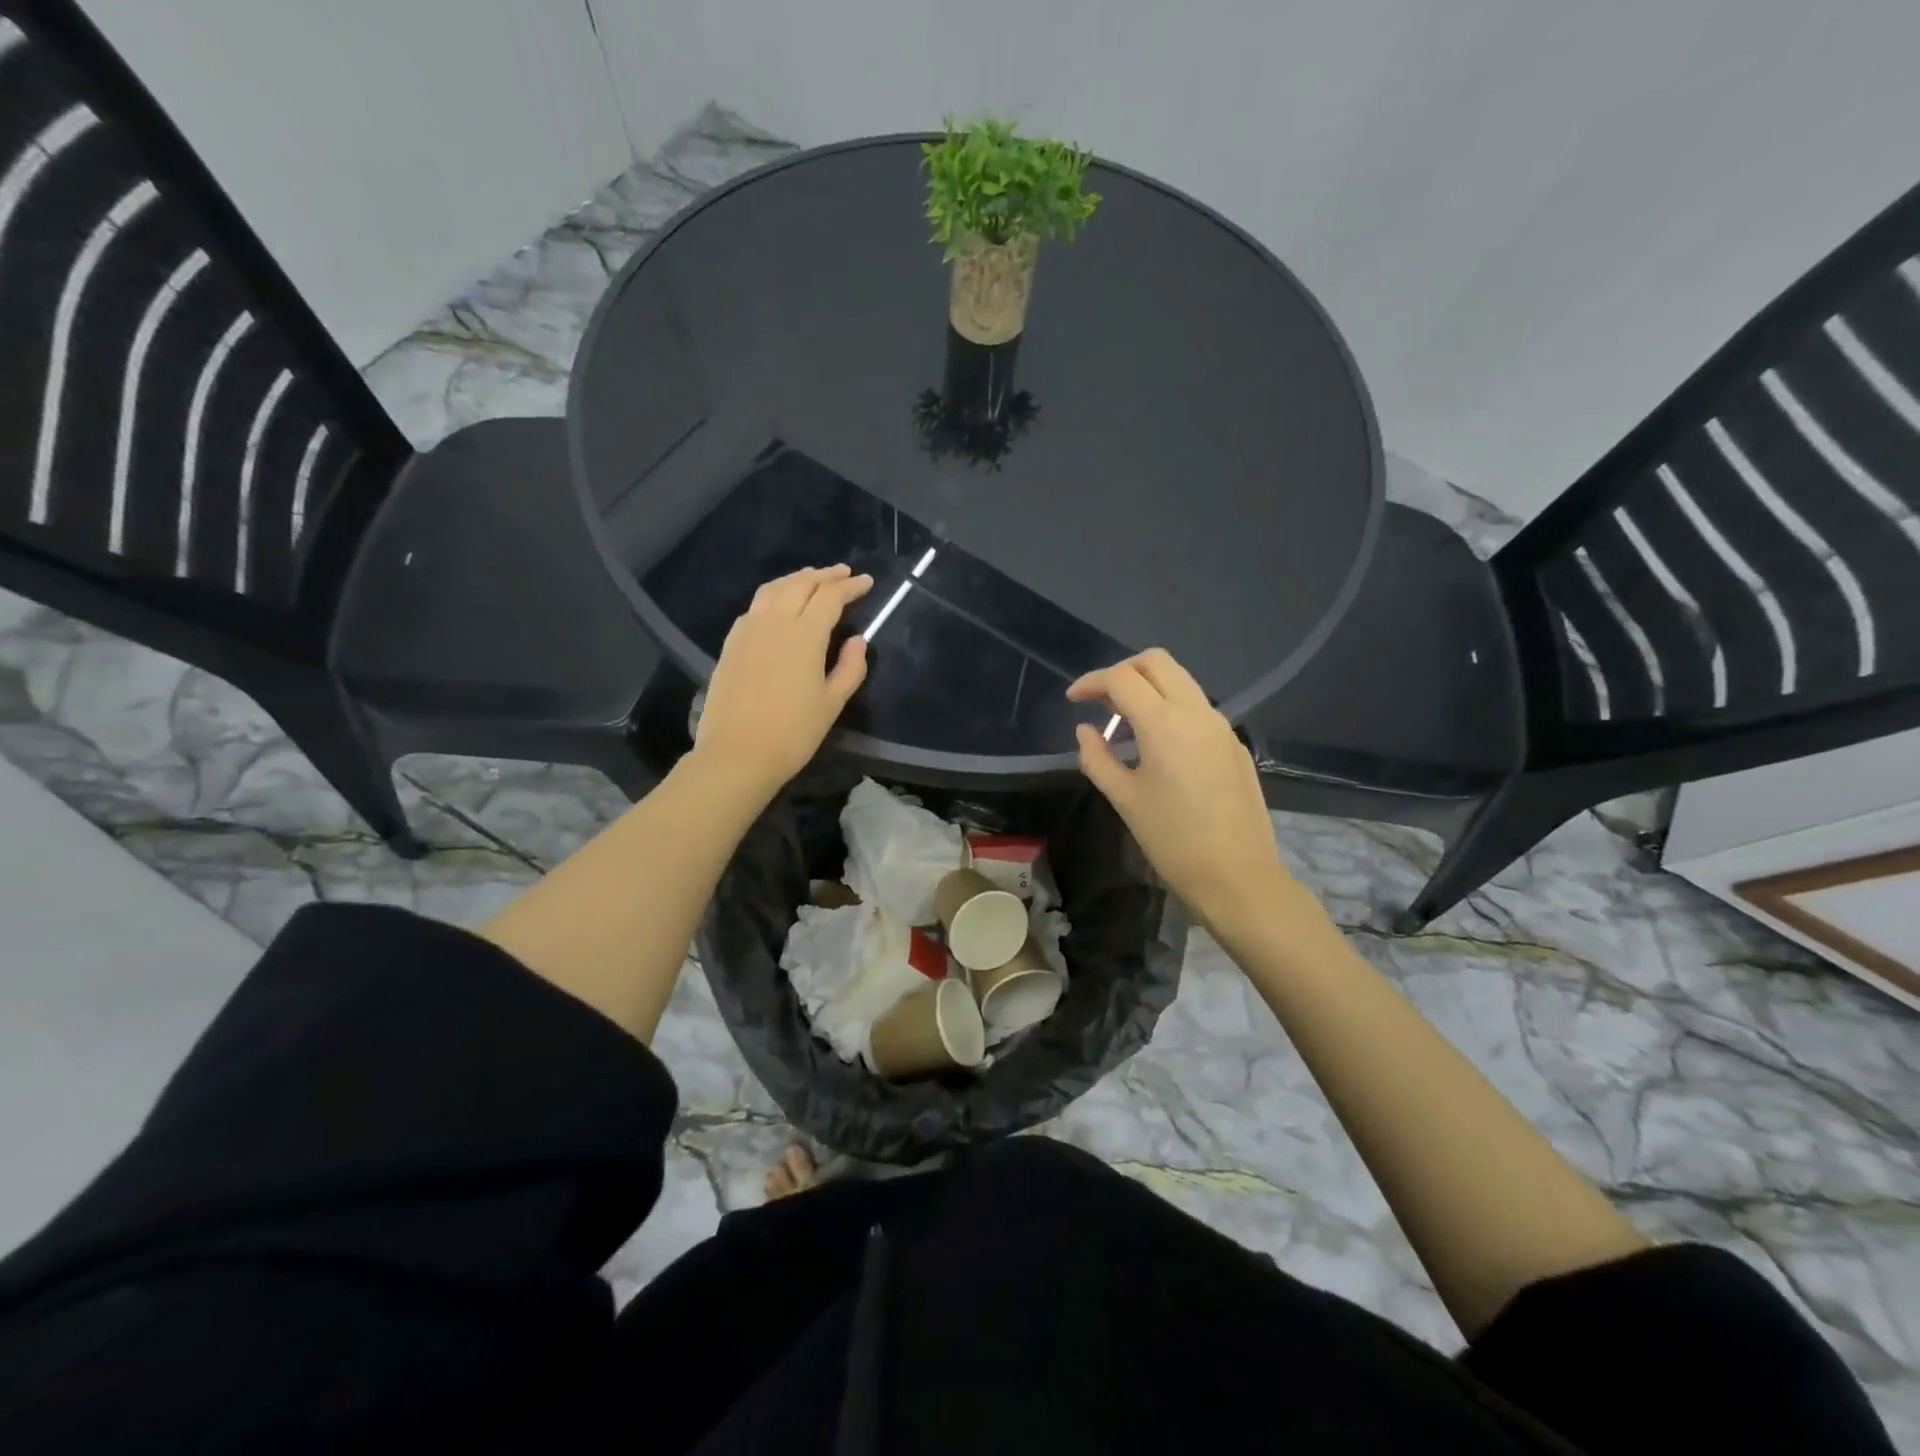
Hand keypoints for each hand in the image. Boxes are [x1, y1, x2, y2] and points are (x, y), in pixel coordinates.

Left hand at [692, 564, 872, 798]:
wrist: (736, 755)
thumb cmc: (792, 733)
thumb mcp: (832, 704)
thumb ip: (850, 668)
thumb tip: (858, 641)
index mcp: (804, 635)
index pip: (830, 597)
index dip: (850, 587)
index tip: (866, 582)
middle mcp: (774, 622)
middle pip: (801, 584)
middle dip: (825, 575)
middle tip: (844, 573)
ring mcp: (748, 630)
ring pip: (773, 589)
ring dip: (797, 579)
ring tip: (812, 578)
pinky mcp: (731, 643)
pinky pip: (755, 607)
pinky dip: (773, 596)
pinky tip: (778, 605)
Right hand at [1067, 648, 1296, 932]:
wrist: (1238, 875)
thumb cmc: (1173, 840)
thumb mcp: (1125, 799)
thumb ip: (1097, 758)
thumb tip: (1085, 730)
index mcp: (1164, 723)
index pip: (1121, 678)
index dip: (1091, 681)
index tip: (1072, 700)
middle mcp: (1196, 712)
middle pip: (1156, 662)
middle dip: (1122, 671)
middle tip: (1100, 699)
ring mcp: (1221, 725)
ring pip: (1181, 680)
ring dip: (1149, 686)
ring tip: (1124, 718)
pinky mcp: (1234, 744)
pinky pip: (1197, 707)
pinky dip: (1170, 707)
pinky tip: (1157, 742)